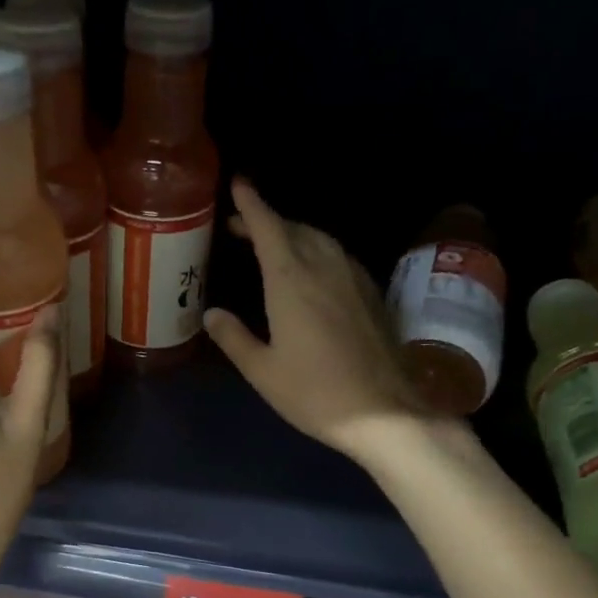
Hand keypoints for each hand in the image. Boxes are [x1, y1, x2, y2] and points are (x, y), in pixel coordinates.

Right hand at [204, 178, 428, 463]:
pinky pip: (338, 256)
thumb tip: (212, 313)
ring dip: (293, 233)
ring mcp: (353, 278)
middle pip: (294, 229)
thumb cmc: (315, 393)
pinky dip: (316, 250)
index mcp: (291, 281)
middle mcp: (324, 267)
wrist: (385, 412)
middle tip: (241, 225)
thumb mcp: (262, 371)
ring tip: (272, 243)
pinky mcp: (371, 293)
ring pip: (319, 239)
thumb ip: (234, 337)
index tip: (238, 184)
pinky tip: (310, 269)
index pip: (268, 227)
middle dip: (267, 220)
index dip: (251, 204)